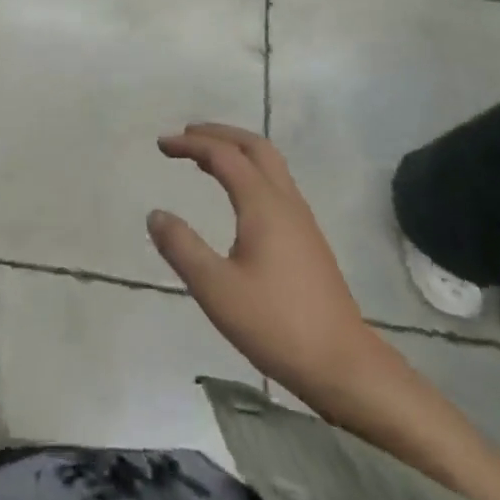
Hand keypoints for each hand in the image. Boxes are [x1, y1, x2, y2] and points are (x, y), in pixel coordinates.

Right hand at [148, 123, 401, 422]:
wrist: (344, 365)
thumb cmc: (276, 325)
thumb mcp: (216, 289)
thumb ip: (182, 248)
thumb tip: (155, 214)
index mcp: (263, 205)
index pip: (223, 155)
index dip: (190, 144)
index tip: (161, 145)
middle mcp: (285, 201)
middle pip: (254, 146)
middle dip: (219, 134)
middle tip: (186, 136)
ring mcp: (302, 220)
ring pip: (270, 164)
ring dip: (236, 151)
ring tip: (205, 159)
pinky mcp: (308, 239)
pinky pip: (275, 184)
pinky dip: (249, 171)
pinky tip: (236, 196)